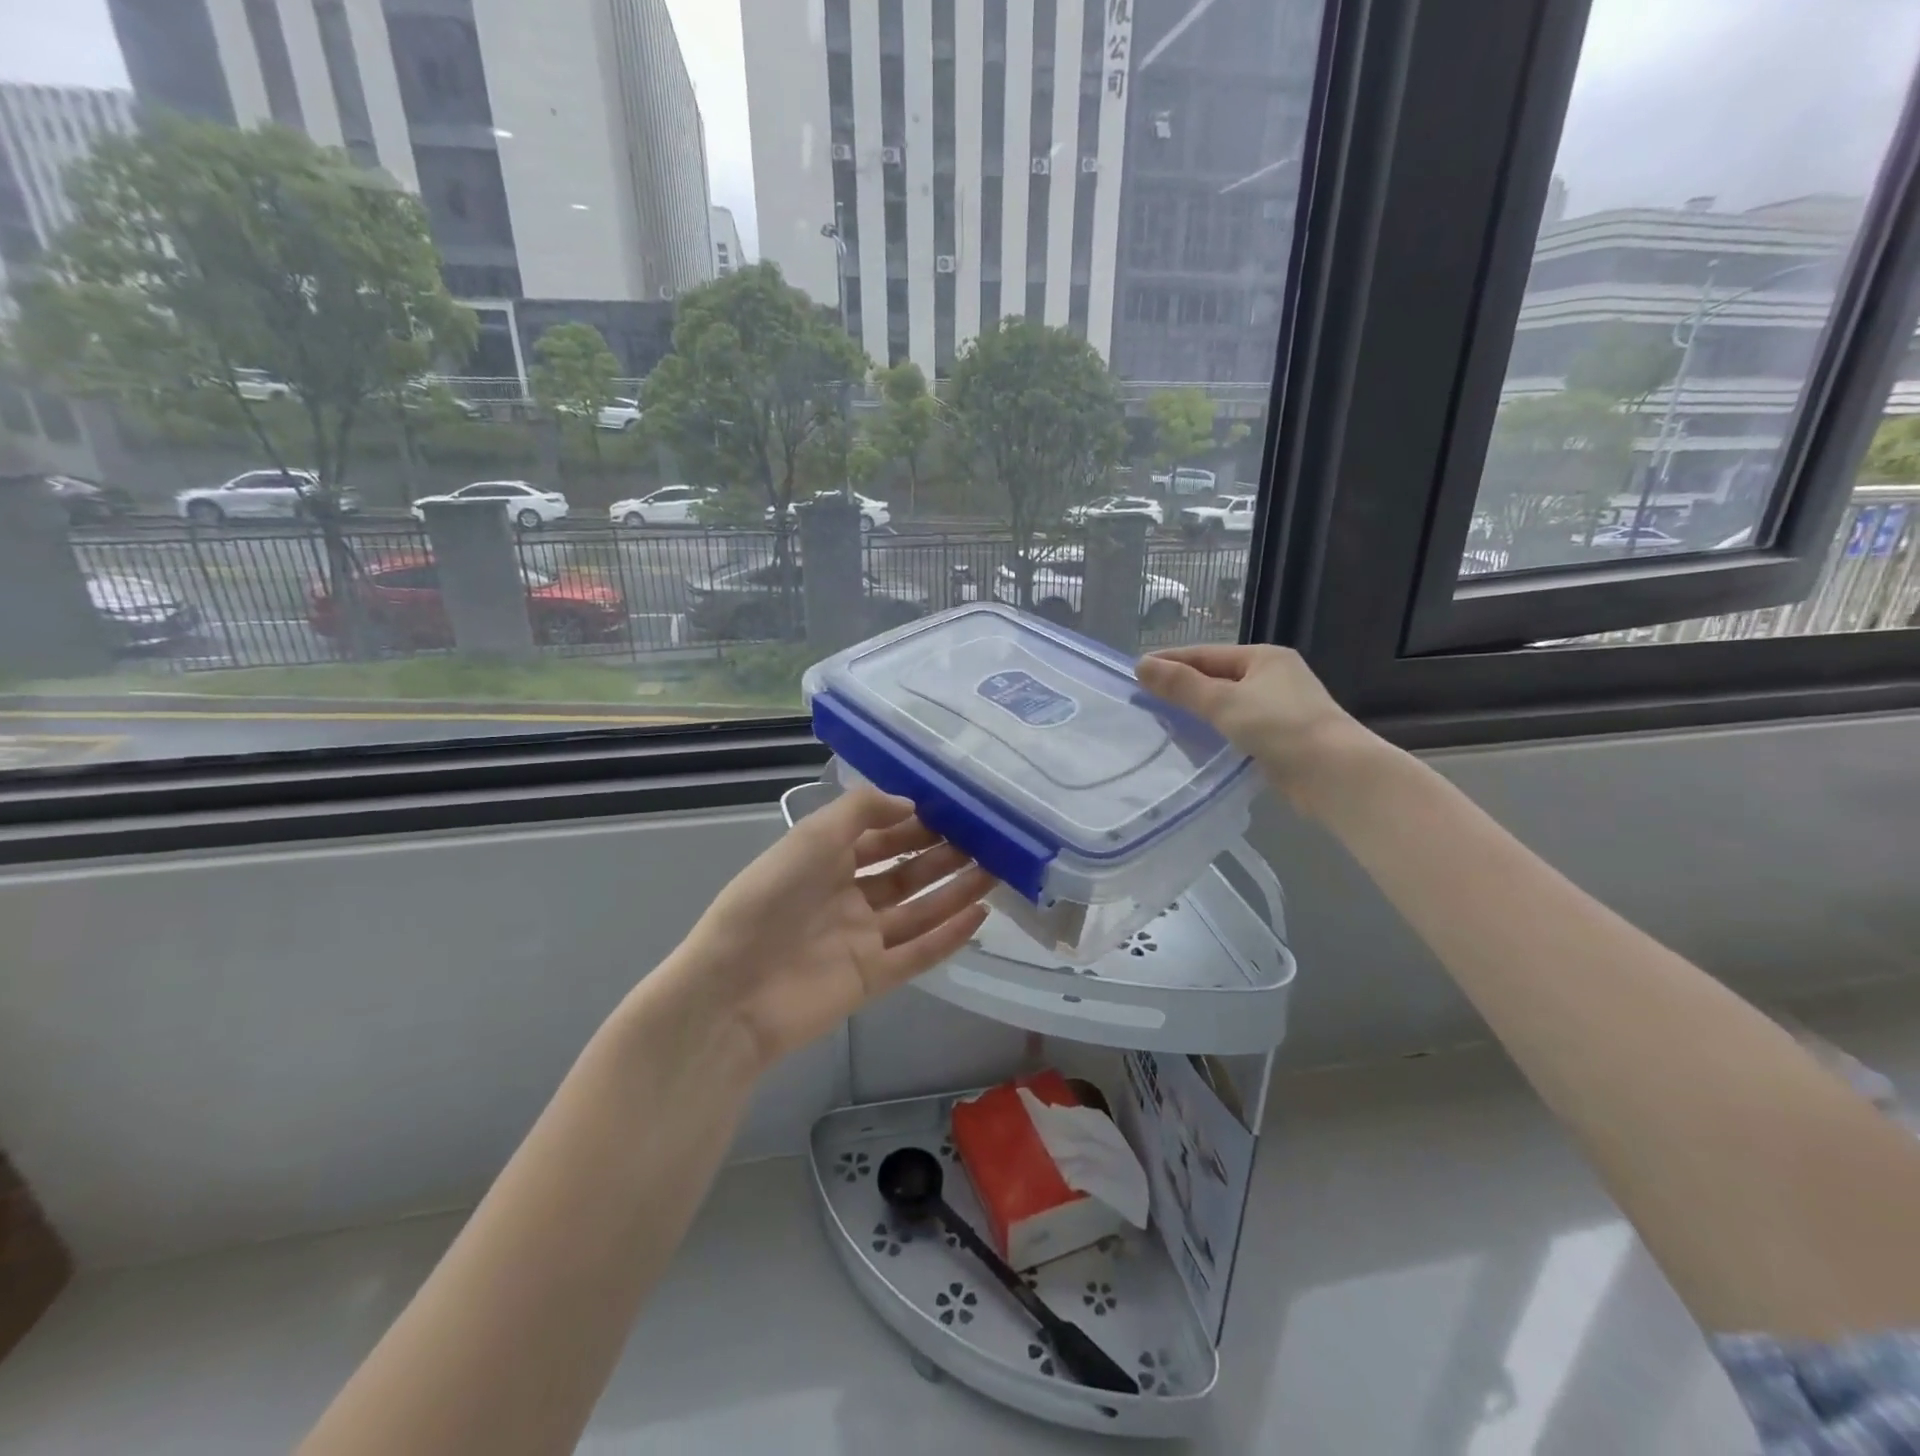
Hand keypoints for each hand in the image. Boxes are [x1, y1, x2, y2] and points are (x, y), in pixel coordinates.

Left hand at [669, 788, 993, 1069]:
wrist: (733, 990)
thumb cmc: (768, 900)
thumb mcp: (811, 837)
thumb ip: (860, 811)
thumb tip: (911, 803)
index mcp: (826, 861)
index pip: (880, 836)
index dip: (915, 822)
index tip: (956, 809)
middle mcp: (847, 897)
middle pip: (905, 873)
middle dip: (942, 855)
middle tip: (987, 839)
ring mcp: (861, 939)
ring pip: (919, 911)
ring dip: (956, 891)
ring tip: (996, 871)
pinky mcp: (872, 978)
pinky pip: (918, 953)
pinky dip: (948, 936)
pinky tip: (979, 915)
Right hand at [1136, 644, 1377, 807]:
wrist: (1335, 774)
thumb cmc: (1280, 727)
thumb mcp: (1224, 702)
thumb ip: (1181, 685)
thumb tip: (1141, 665)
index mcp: (1264, 657)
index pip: (1206, 654)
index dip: (1171, 661)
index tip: (1136, 670)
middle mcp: (1274, 676)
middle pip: (1217, 677)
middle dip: (1183, 686)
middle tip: (1145, 697)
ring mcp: (1281, 708)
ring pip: (1228, 703)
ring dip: (1198, 711)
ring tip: (1163, 721)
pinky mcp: (1283, 737)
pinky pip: (1238, 727)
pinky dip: (1216, 731)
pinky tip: (1197, 743)